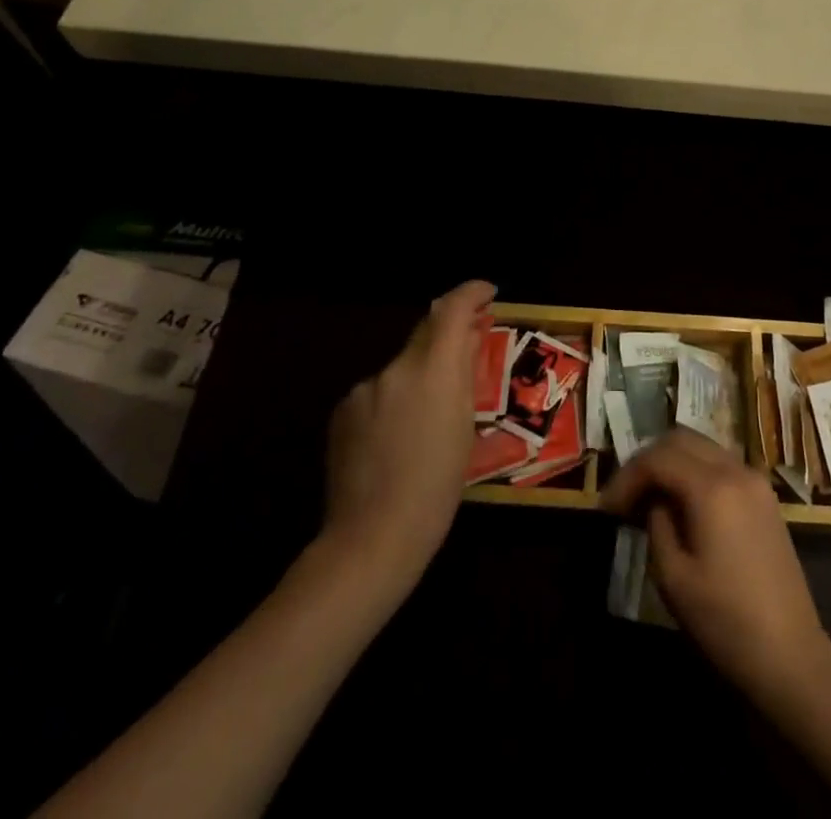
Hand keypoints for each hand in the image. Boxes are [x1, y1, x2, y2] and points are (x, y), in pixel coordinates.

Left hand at [322, 280, 495, 595]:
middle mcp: (395, 368)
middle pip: (425, 332)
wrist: (372, 538)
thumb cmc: (437, 488)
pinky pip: (377, 392)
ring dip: (419, 376)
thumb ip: (464, 373)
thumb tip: (468, 338)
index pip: (451, 309)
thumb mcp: (464, 428)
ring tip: (430, 417)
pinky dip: (393, 400)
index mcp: (432, 371)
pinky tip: (396, 437)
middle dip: (448, 334)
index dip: (471, 292)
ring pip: (401, 367)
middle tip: (470, 344)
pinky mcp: (343, 409)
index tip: (487, 292)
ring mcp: (364, 388)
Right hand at [601, 429, 829, 694]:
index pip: (658, 458)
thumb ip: (657, 524)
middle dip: (647, 461)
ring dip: (672, 462)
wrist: (791, 655)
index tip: (607, 508)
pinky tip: (682, 503)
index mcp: (712, 488)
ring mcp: (755, 481)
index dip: (627, 477)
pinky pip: (721, 464)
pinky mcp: (765, 497)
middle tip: (626, 495)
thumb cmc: (726, 621)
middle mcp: (736, 470)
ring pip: (702, 447)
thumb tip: (655, 501)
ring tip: (649, 497)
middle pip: (681, 439)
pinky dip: (695, 471)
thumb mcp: (673, 577)